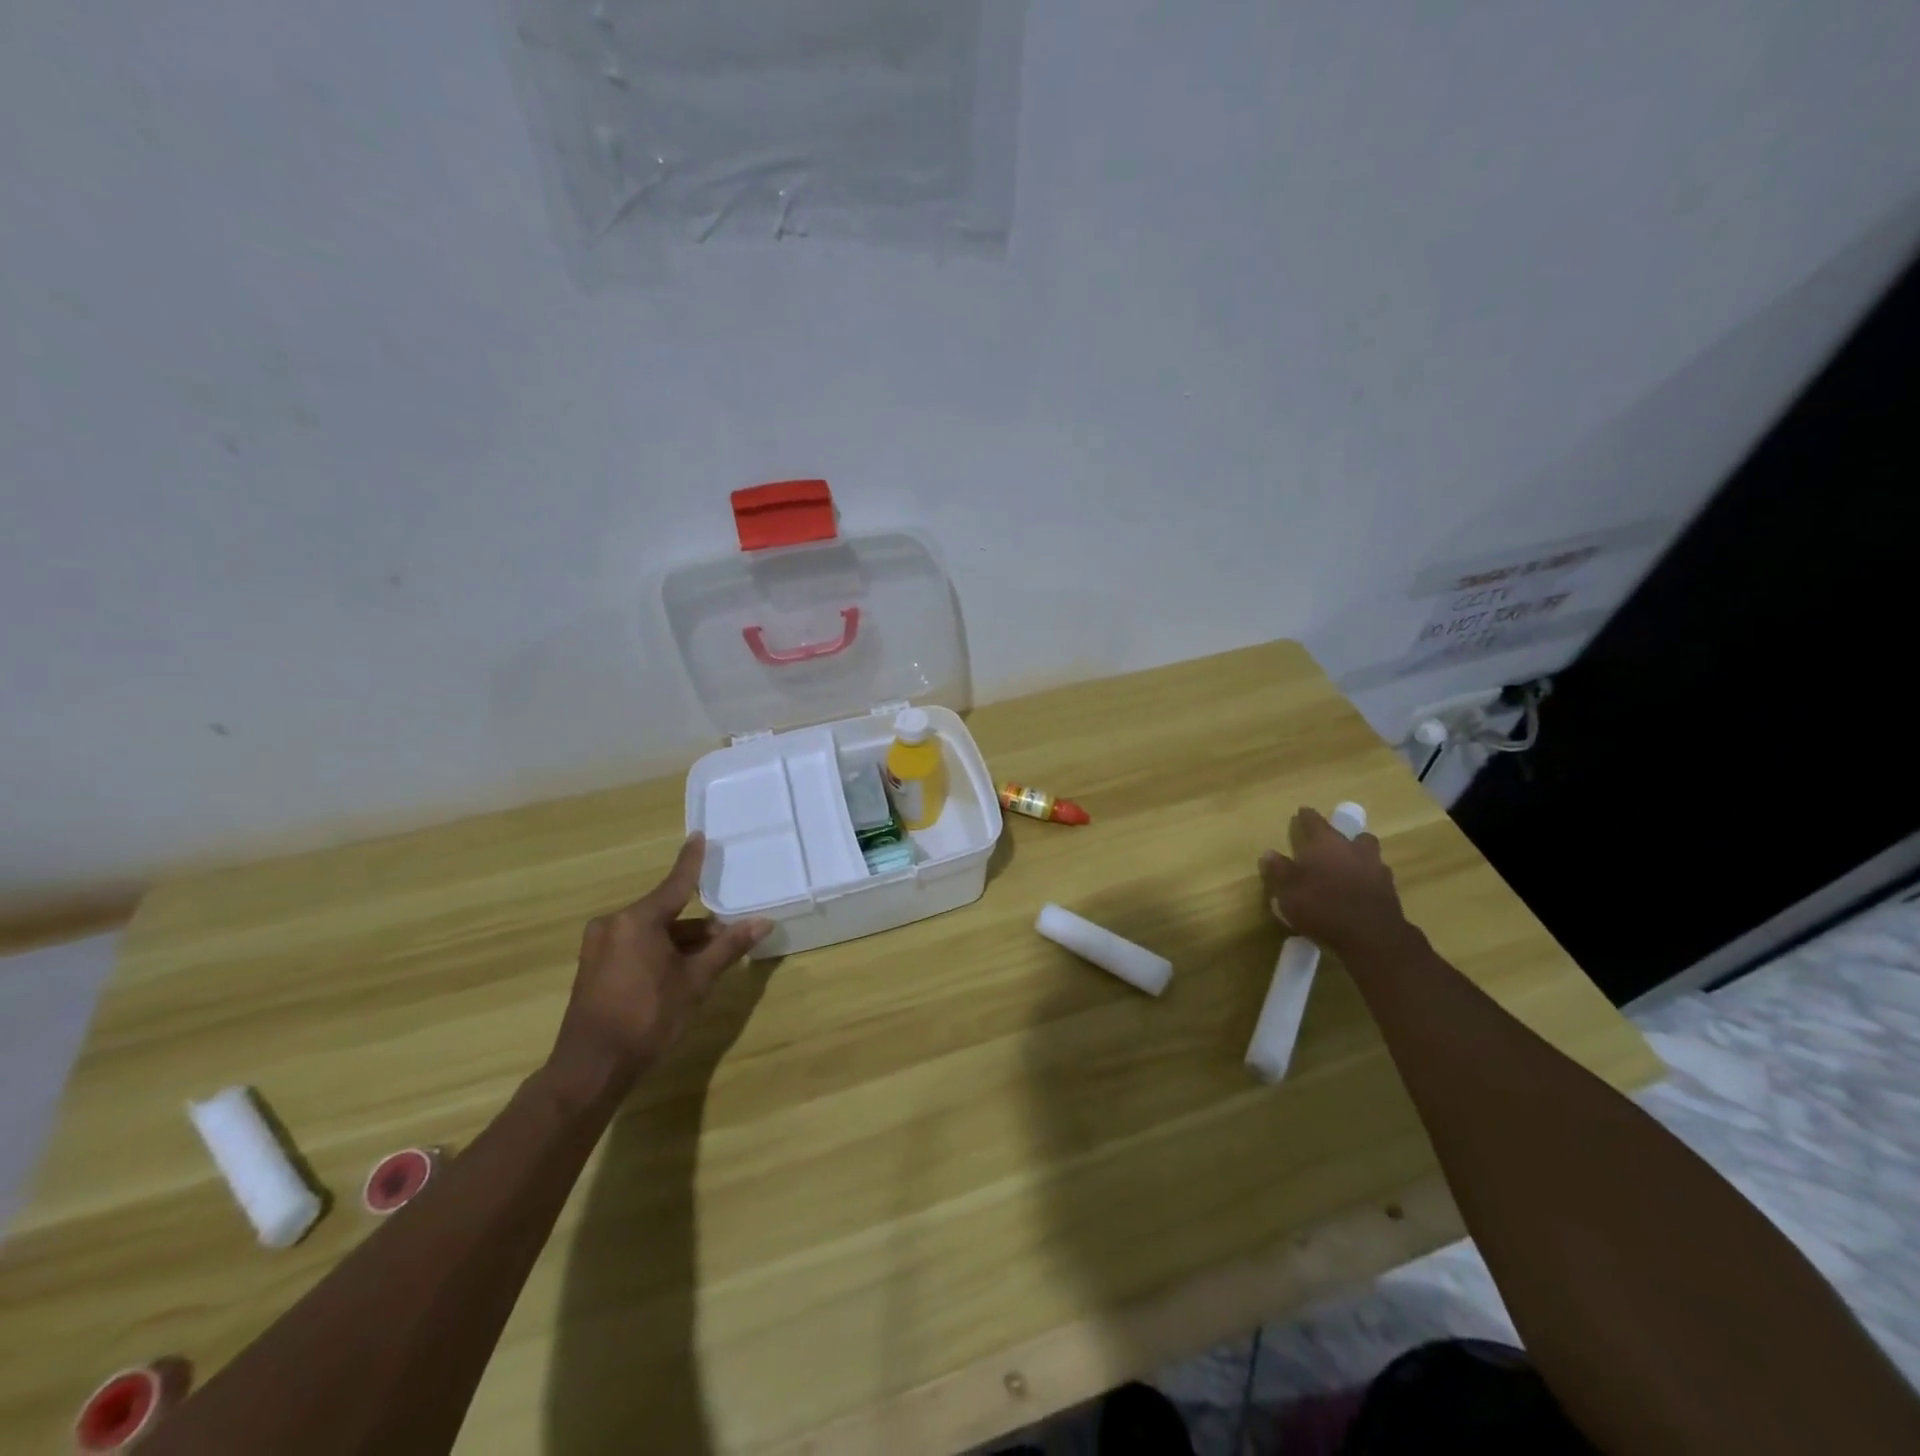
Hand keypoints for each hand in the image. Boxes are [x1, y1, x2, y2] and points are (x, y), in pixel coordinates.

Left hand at [549, 833, 772, 1096]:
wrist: (591, 1068)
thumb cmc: (648, 1018)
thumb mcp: (695, 981)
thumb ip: (728, 947)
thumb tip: (763, 922)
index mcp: (637, 920)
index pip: (675, 883)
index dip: (691, 861)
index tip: (699, 836)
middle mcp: (614, 924)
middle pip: (665, 912)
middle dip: (697, 925)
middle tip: (728, 936)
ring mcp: (599, 946)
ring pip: (651, 932)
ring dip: (679, 941)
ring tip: (709, 960)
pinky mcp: (593, 966)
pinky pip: (635, 946)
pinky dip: (659, 951)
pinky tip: (680, 971)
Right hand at [1259, 807, 1410, 955]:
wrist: (1370, 935)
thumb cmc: (1321, 907)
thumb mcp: (1288, 891)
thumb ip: (1279, 870)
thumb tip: (1269, 853)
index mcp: (1325, 843)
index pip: (1314, 821)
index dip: (1307, 816)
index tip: (1302, 811)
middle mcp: (1352, 849)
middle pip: (1351, 835)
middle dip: (1340, 838)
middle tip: (1330, 846)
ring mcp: (1375, 868)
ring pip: (1368, 854)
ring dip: (1358, 857)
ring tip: (1348, 869)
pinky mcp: (1390, 890)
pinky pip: (1377, 877)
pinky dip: (1368, 880)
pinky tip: (1359, 892)